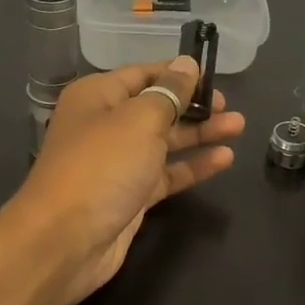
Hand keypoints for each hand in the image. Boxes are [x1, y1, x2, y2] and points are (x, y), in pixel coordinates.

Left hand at [14, 57, 245, 304]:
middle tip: (230, 107)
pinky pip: (166, 173)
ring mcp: (117, 162)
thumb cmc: (102, 166)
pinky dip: (192, 166)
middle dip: (194, 105)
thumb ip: (169, 93)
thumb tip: (187, 65)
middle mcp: (105, 124)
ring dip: (199, 134)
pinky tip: (224, 159)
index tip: (214, 76)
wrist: (65, 240)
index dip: (178, 74)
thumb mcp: (139, 120)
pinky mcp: (130, 195)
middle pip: (156, 107)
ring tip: (239, 127)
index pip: (143, 74)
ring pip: (164, 141)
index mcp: (98, 96)